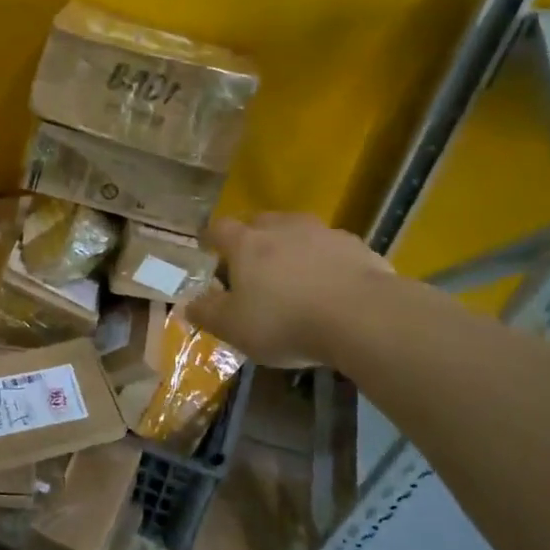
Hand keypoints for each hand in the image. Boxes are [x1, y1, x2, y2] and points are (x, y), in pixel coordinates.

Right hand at [185, 213, 391, 367]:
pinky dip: (326, 261)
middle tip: (252, 265)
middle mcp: (282, 228)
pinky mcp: (356, 246)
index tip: (208, 249)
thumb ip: (207, 313)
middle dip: (253, 238)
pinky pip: (332, 248)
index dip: (211, 239)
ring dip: (292, 246)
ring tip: (295, 274)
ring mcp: (322, 233)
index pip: (219, 229)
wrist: (362, 317)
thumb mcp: (234, 327)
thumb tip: (187, 303)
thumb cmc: (285, 321)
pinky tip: (332, 286)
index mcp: (246, 243)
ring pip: (298, 231)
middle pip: (260, 222)